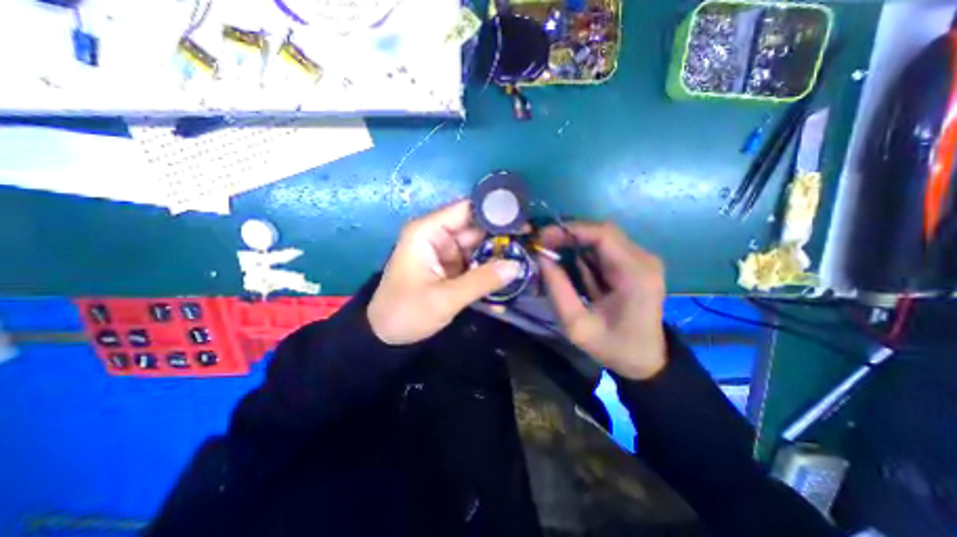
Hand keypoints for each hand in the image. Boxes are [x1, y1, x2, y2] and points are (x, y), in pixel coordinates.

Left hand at [368, 200, 519, 344]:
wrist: (384, 337)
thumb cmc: (406, 312)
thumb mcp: (445, 298)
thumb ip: (482, 281)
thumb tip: (517, 266)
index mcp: (428, 232)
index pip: (466, 210)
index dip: (494, 211)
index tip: (523, 220)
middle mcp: (437, 236)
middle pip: (476, 228)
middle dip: (502, 236)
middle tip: (531, 244)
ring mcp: (445, 252)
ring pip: (479, 246)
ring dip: (499, 254)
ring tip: (527, 260)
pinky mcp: (450, 267)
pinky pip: (475, 262)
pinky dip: (490, 268)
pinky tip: (509, 275)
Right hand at [538, 223, 667, 381]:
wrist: (646, 361)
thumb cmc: (613, 347)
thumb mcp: (577, 325)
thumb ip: (558, 289)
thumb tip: (542, 258)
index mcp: (635, 275)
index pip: (603, 235)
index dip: (570, 230)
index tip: (543, 237)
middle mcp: (644, 261)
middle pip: (603, 232)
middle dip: (569, 235)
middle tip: (543, 246)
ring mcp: (643, 261)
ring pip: (603, 238)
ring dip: (575, 244)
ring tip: (552, 255)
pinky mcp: (637, 265)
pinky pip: (606, 249)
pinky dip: (584, 253)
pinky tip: (570, 265)